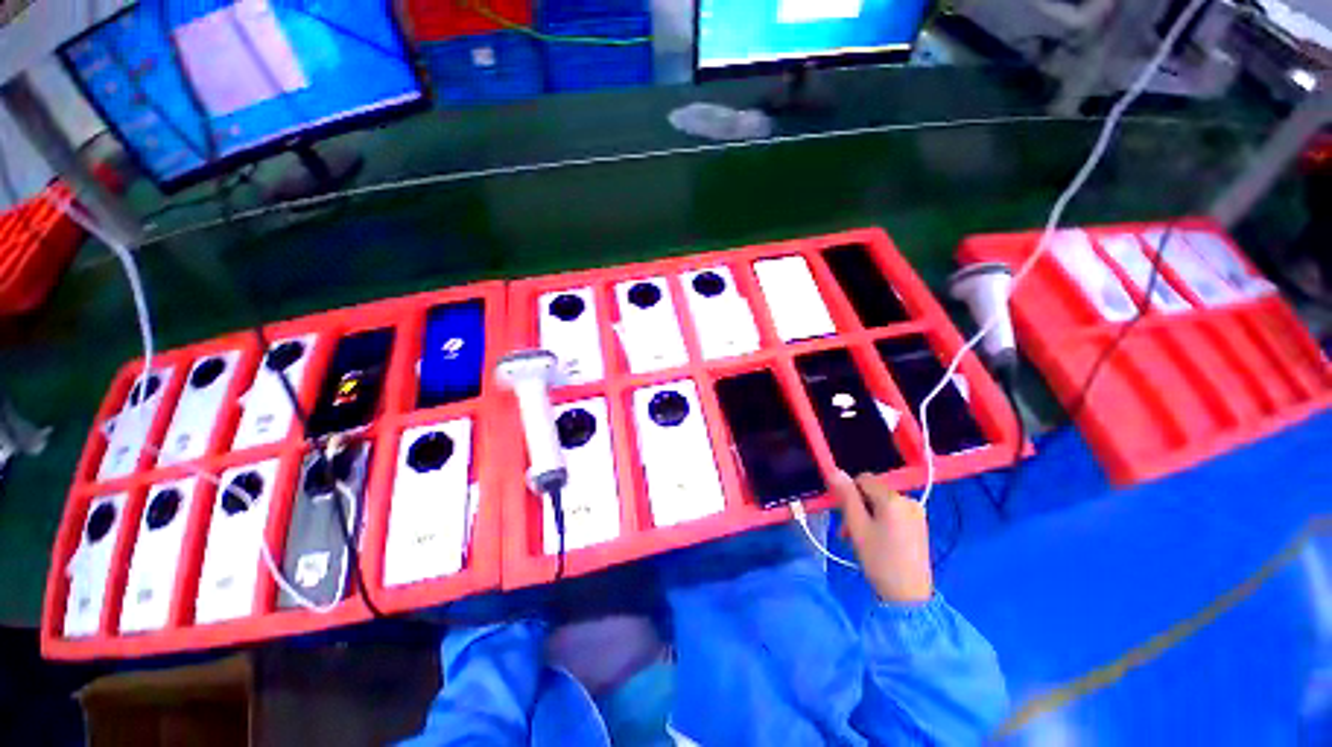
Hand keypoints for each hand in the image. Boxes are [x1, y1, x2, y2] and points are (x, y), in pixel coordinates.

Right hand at [834, 471, 933, 603]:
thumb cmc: (879, 560)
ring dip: (867, 515)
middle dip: (857, 507)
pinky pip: (893, 513)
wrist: (909, 596)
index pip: (863, 478)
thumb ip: (846, 496)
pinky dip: (881, 521)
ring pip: (881, 503)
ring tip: (860, 539)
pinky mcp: (919, 525)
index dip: (850, 493)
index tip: (844, 515)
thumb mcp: (857, 526)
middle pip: (872, 491)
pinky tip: (877, 540)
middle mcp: (908, 499)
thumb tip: (835, 471)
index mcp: (893, 498)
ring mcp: (917, 513)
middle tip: (849, 531)